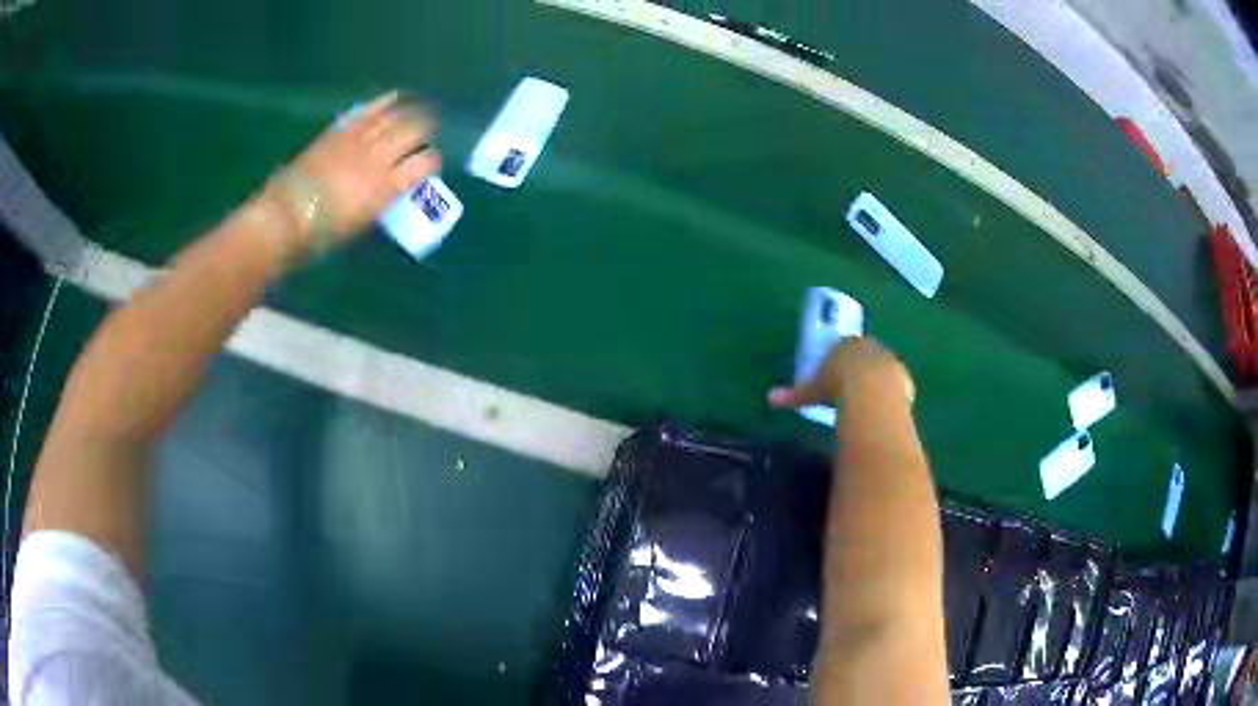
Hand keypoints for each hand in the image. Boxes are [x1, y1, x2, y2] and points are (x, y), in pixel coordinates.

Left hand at [263, 91, 441, 255]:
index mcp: (386, 187)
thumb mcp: (362, 224)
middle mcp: (378, 156)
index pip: (425, 163)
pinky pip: (369, 110)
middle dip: (427, 129)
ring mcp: (358, 139)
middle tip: (429, 132)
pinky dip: (385, 101)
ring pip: (395, 114)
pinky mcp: (340, 130)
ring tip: (419, 110)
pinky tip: (395, 97)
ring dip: (412, 110)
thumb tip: (393, 187)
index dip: (433, 161)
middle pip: (415, 129)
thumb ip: (383, 201)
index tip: (430, 166)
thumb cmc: (323, 233)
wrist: (286, 216)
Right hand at [768, 337, 913, 409]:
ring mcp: (890, 361)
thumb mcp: (812, 391)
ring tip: (869, 402)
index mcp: (847, 344)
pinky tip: (884, 409)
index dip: (840, 360)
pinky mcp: (904, 379)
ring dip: (878, 382)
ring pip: (883, 369)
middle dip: (860, 368)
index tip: (835, 375)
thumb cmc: (836, 386)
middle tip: (852, 389)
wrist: (871, 393)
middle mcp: (870, 347)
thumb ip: (795, 394)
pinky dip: (891, 395)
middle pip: (865, 355)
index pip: (843, 346)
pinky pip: (897, 385)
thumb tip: (770, 399)